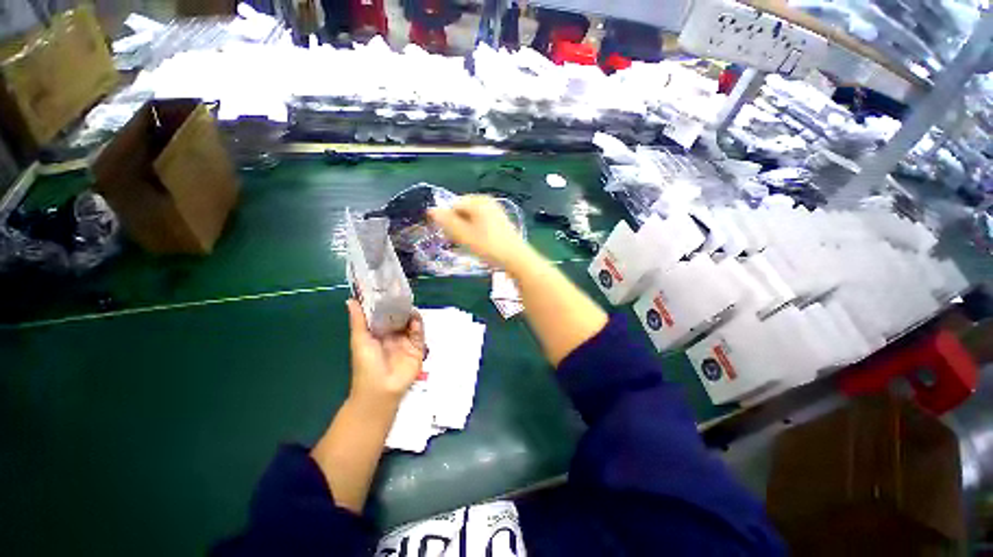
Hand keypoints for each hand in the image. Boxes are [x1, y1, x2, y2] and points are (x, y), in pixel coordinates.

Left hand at [346, 300, 425, 408]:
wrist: (380, 389)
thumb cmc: (366, 364)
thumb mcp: (360, 340)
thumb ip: (358, 320)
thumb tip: (350, 300)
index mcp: (379, 333)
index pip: (385, 314)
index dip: (388, 303)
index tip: (390, 290)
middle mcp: (393, 335)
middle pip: (401, 317)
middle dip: (402, 307)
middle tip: (404, 296)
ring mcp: (406, 342)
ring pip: (412, 324)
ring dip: (412, 315)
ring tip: (410, 307)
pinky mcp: (417, 349)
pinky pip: (420, 335)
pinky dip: (419, 326)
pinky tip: (415, 321)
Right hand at [428, 195, 531, 270]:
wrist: (516, 258)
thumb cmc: (489, 246)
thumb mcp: (464, 235)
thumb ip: (447, 222)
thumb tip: (431, 210)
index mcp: (478, 201)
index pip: (453, 206)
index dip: (448, 221)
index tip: (451, 237)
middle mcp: (487, 201)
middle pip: (463, 211)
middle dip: (457, 225)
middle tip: (460, 242)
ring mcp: (495, 210)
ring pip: (472, 218)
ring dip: (466, 230)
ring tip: (470, 244)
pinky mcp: (500, 221)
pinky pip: (481, 223)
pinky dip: (477, 231)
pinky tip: (480, 244)